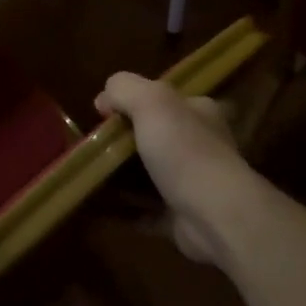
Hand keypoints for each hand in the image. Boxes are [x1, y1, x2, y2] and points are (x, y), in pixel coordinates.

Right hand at [95, 73, 259, 270]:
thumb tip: (104, 99)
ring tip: (90, 177)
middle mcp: (200, 145)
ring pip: (149, 175)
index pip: (162, 99)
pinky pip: (147, 211)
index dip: (131, 102)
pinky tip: (101, 208)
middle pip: (154, 137)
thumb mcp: (152, 101)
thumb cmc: (185, 152)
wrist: (215, 216)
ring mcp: (192, 183)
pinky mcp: (182, 218)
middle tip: (93, 148)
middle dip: (123, 143)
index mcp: (198, 112)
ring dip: (122, 178)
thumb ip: (125, 88)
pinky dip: (126, 210)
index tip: (102, 115)